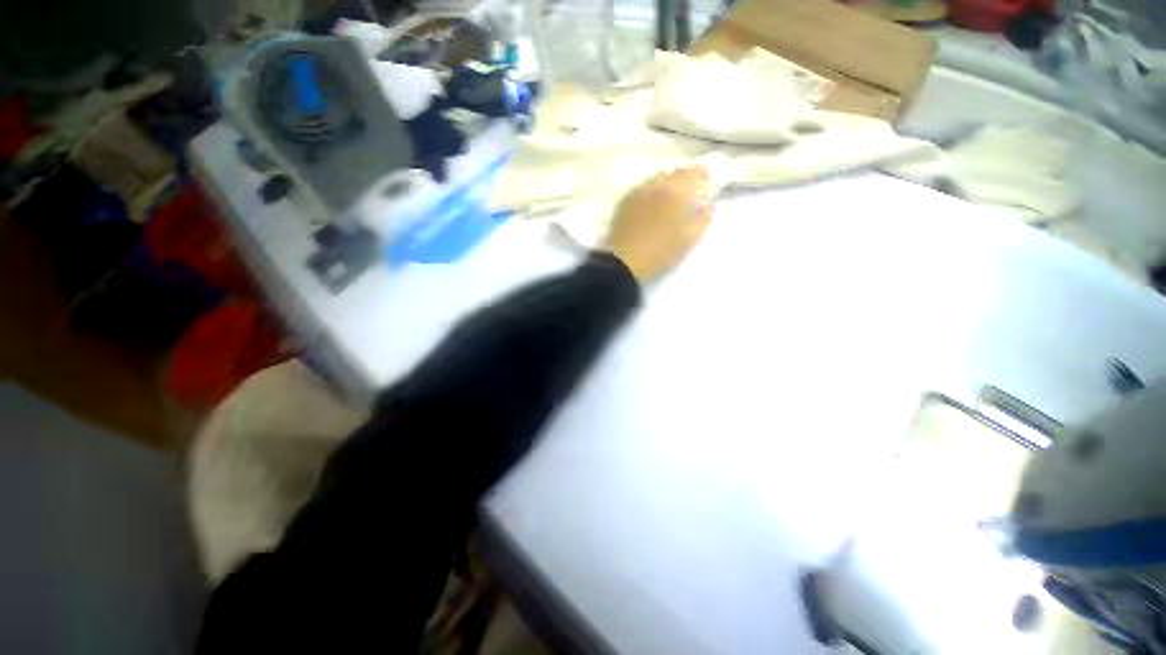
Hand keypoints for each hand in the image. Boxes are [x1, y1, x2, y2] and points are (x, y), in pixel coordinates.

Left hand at [603, 166, 714, 282]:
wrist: (624, 263)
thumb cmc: (661, 253)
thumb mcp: (689, 240)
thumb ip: (703, 219)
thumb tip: (708, 205)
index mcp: (677, 191)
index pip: (696, 172)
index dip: (703, 176)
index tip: (706, 185)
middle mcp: (658, 184)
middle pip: (676, 172)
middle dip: (685, 179)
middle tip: (688, 194)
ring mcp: (638, 191)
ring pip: (657, 178)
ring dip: (667, 184)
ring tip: (669, 199)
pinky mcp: (624, 201)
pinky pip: (642, 188)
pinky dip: (651, 191)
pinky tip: (650, 205)